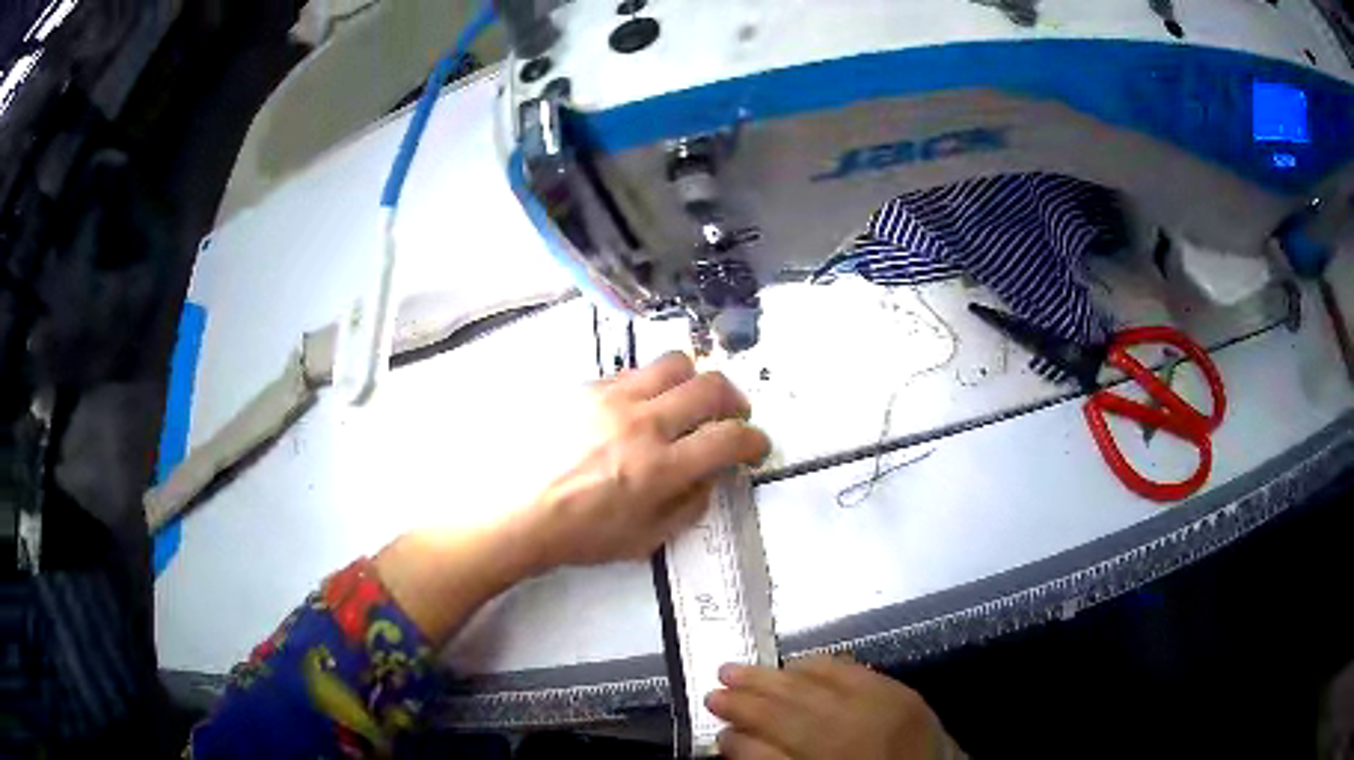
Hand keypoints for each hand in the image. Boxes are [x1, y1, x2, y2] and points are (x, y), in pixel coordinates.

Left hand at [526, 351, 769, 567]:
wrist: (517, 512)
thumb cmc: (581, 535)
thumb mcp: (646, 540)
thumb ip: (689, 505)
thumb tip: (709, 475)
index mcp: (660, 468)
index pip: (728, 438)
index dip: (754, 440)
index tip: (756, 445)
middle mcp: (643, 423)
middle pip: (710, 386)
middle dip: (735, 400)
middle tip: (732, 415)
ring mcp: (613, 398)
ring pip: (674, 363)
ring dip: (694, 381)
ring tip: (688, 400)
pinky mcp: (586, 387)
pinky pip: (634, 372)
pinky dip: (652, 386)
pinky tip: (639, 407)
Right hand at [707, 657, 960, 759]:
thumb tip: (732, 736)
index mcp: (830, 759)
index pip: (769, 735)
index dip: (737, 719)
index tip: (710, 706)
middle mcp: (855, 731)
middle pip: (789, 704)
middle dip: (750, 691)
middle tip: (718, 678)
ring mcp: (883, 706)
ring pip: (816, 681)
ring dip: (776, 674)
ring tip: (745, 668)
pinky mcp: (902, 690)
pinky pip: (851, 669)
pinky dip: (818, 666)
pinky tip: (797, 666)